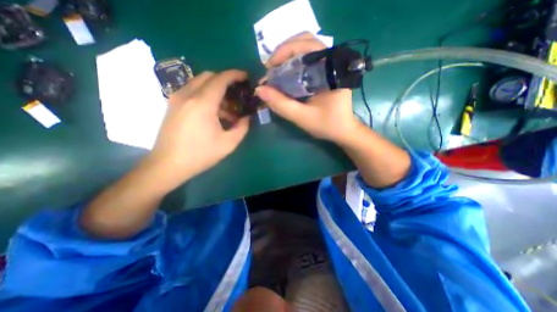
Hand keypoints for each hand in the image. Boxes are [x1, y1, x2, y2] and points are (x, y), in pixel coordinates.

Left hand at [149, 69, 251, 183]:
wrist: (168, 165)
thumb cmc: (200, 154)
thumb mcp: (228, 144)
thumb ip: (242, 128)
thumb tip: (247, 117)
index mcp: (203, 103)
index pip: (220, 79)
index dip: (235, 75)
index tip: (245, 77)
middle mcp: (188, 95)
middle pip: (209, 76)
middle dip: (225, 80)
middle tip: (237, 93)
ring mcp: (177, 99)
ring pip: (199, 82)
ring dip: (215, 90)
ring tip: (227, 109)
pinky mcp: (172, 105)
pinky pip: (192, 91)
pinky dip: (205, 95)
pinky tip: (213, 113)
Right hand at [256, 31, 359, 143]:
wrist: (343, 130)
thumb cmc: (327, 125)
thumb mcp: (302, 117)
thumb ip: (281, 104)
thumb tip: (259, 89)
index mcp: (330, 71)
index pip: (306, 46)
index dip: (284, 52)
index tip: (269, 68)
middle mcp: (331, 62)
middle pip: (305, 41)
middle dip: (284, 52)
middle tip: (271, 69)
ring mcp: (329, 66)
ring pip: (306, 48)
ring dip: (287, 56)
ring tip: (276, 71)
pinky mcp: (325, 72)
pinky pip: (307, 59)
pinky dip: (293, 63)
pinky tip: (285, 75)